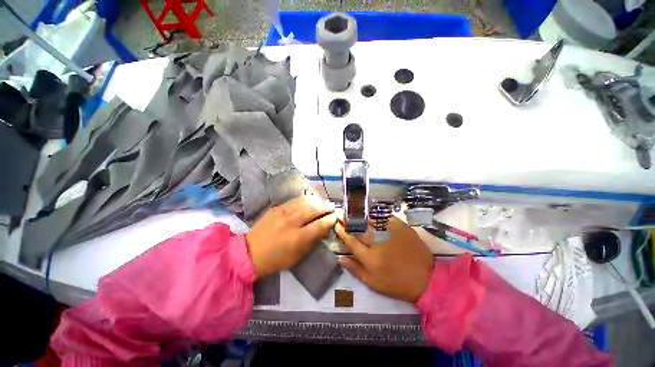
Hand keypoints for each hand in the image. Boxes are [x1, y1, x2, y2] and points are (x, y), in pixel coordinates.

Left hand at [246, 195, 336, 279]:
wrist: (249, 253)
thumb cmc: (276, 259)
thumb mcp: (298, 255)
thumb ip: (313, 240)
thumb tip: (324, 227)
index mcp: (298, 238)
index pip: (321, 224)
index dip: (331, 220)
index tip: (335, 218)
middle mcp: (292, 221)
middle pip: (314, 209)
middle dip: (326, 207)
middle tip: (332, 207)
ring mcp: (282, 212)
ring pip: (305, 201)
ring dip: (317, 200)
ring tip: (322, 202)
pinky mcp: (276, 207)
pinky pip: (294, 200)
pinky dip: (305, 199)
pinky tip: (309, 200)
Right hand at [335, 217, 433, 302]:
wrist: (426, 279)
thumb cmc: (397, 284)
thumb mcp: (373, 283)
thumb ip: (355, 270)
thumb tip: (340, 258)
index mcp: (370, 258)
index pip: (351, 241)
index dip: (342, 232)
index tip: (337, 225)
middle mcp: (378, 243)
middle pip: (359, 229)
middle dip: (350, 222)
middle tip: (344, 216)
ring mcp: (391, 233)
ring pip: (371, 221)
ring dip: (362, 218)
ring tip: (356, 215)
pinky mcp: (402, 228)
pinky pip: (387, 218)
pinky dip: (379, 217)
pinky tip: (375, 216)